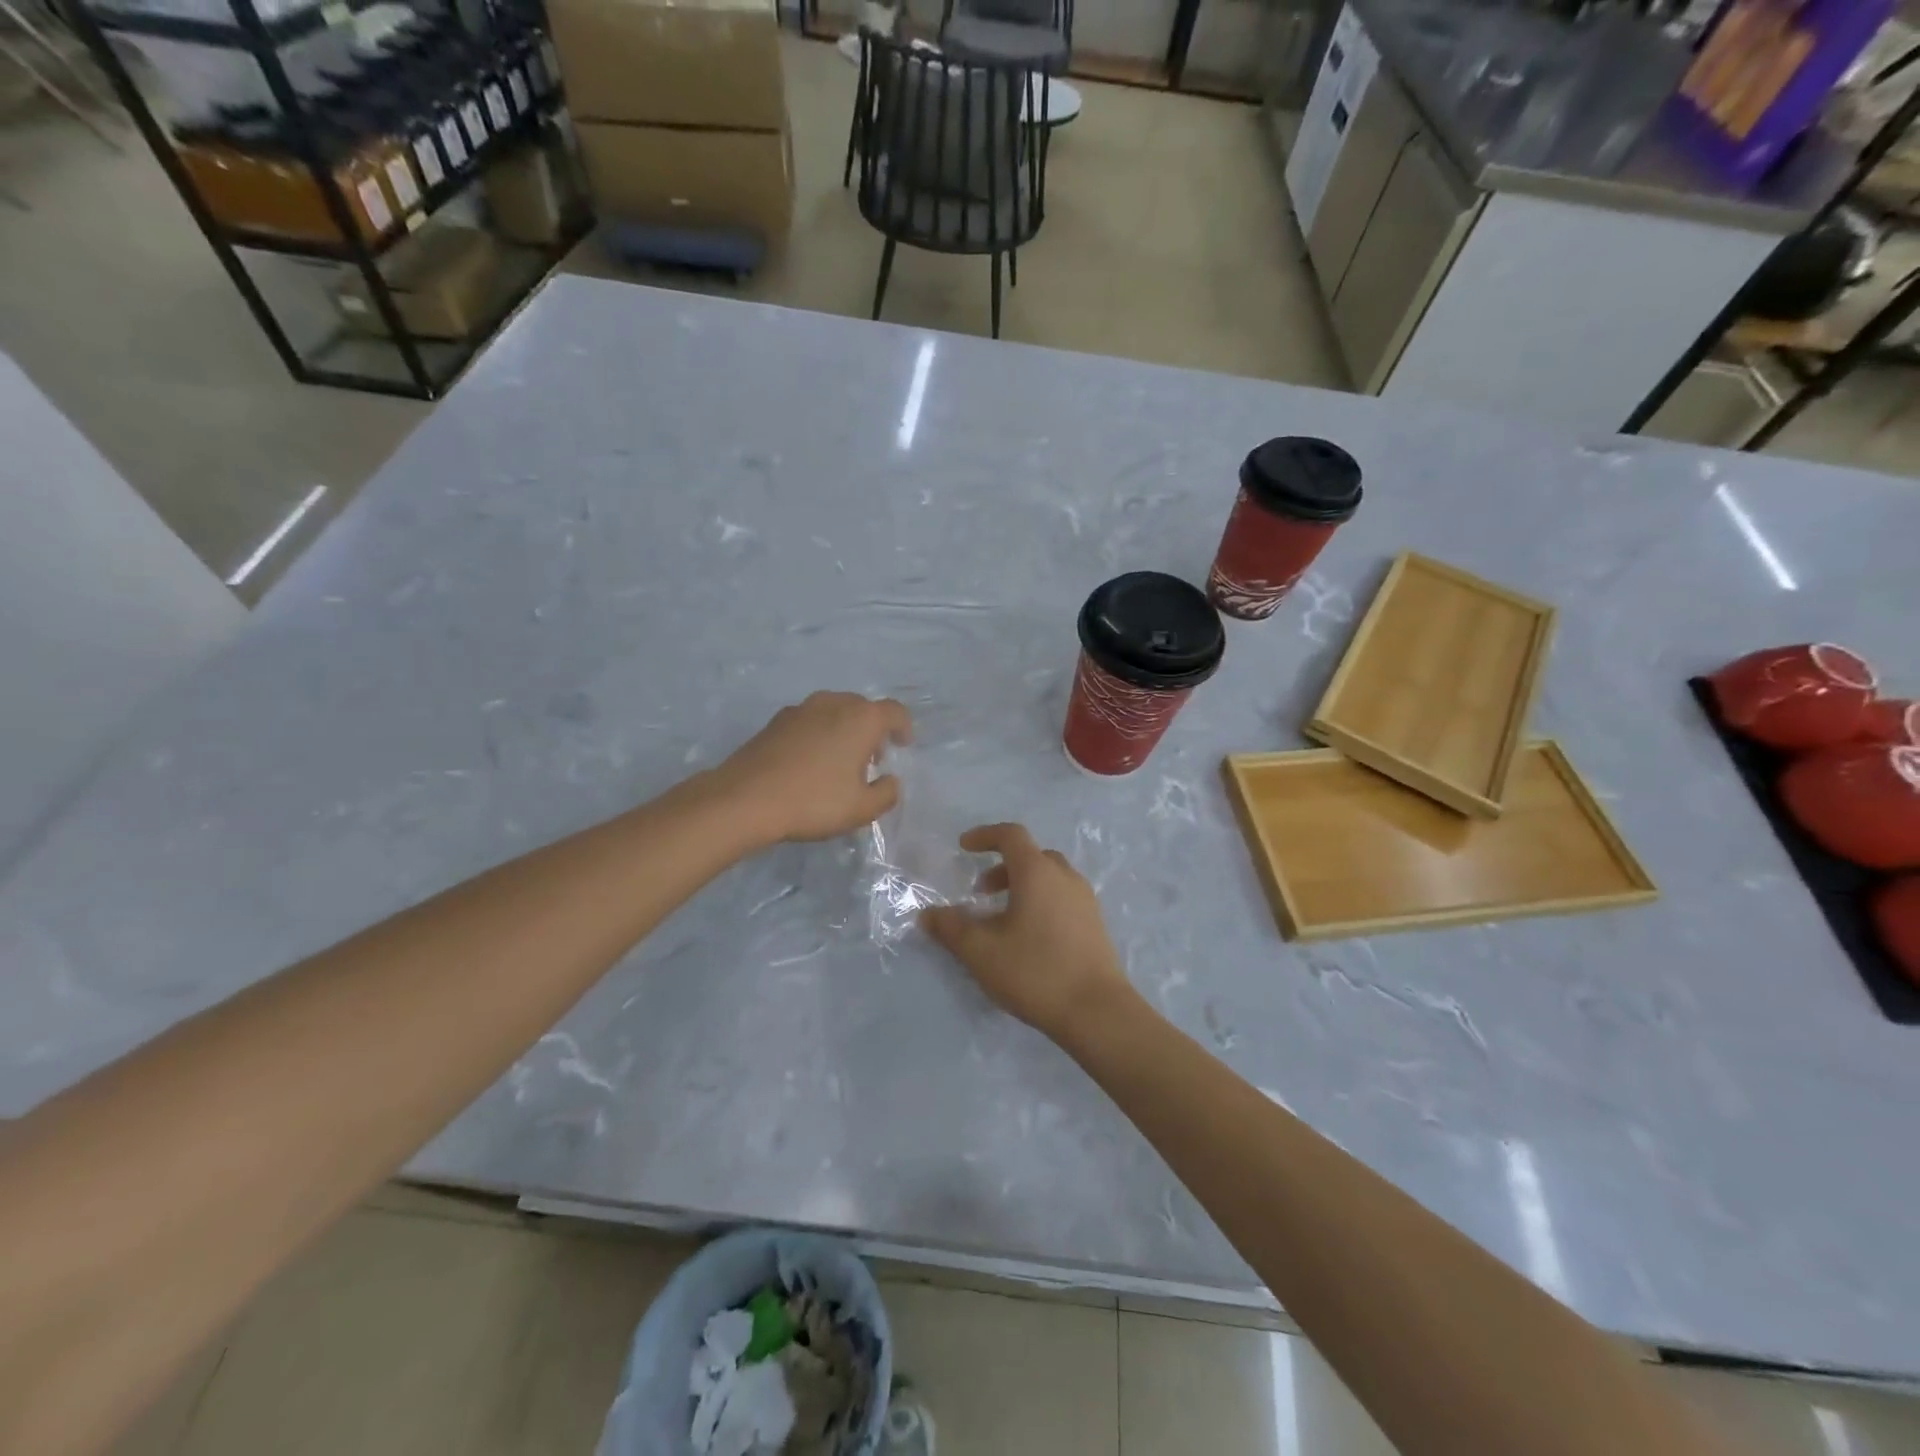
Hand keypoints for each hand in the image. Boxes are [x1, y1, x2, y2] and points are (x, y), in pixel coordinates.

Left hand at [714, 692, 912, 844]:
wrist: (745, 799)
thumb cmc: (814, 801)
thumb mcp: (862, 808)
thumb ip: (886, 793)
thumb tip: (890, 780)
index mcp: (861, 718)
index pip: (894, 712)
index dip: (903, 727)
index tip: (903, 745)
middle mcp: (833, 703)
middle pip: (863, 708)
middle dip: (873, 730)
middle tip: (872, 759)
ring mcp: (801, 708)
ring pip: (834, 712)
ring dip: (844, 731)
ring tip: (840, 762)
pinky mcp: (776, 721)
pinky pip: (810, 721)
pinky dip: (819, 734)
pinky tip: (810, 763)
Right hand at [921, 824, 1132, 1039]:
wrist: (1097, 1011)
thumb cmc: (1035, 971)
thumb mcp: (981, 952)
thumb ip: (951, 928)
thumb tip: (928, 914)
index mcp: (1037, 872)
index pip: (1011, 835)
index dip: (985, 835)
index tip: (964, 847)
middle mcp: (1065, 877)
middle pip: (1032, 856)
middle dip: (1002, 866)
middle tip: (981, 892)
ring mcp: (1085, 900)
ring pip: (1050, 878)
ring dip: (1022, 886)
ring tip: (1002, 918)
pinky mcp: (1095, 924)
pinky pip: (1063, 897)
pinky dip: (1041, 901)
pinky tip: (1029, 937)